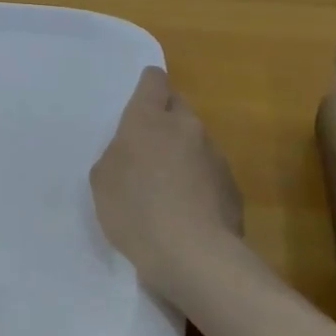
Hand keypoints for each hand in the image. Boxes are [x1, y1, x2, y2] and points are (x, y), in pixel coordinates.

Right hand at [90, 66, 244, 303]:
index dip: (147, 86)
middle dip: (165, 118)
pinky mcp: (232, 186)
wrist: (192, 255)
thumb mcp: (103, 179)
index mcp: (148, 119)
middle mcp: (186, 127)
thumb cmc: (134, 209)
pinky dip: (197, 182)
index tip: (139, 101)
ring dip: (182, 152)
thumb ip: (118, 154)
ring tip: (165, 186)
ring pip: (195, 141)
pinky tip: (185, 211)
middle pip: (178, 106)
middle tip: (146, 145)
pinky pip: (209, 173)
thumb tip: (135, 153)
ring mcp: (214, 156)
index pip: (154, 81)